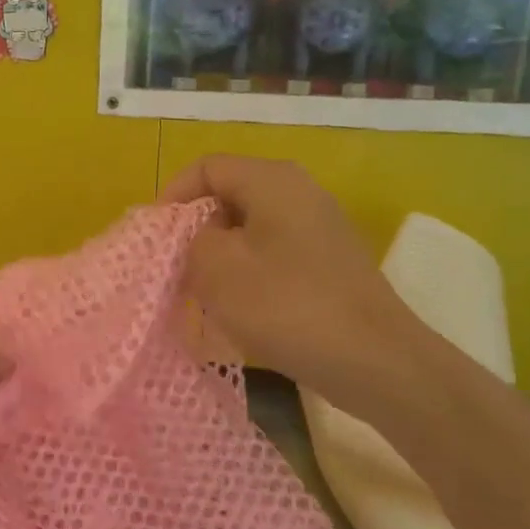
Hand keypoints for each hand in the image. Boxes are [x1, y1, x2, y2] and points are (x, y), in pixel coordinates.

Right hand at [162, 155, 436, 389]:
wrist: (374, 360)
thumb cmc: (286, 305)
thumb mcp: (216, 268)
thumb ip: (191, 240)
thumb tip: (201, 238)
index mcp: (272, 180)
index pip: (207, 167)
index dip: (173, 196)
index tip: (156, 237)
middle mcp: (300, 192)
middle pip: (230, 195)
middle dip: (195, 230)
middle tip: (176, 268)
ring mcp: (319, 227)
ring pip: (250, 229)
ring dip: (220, 256)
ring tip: (202, 294)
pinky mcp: (329, 262)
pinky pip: (273, 253)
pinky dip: (248, 274)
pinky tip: (239, 310)